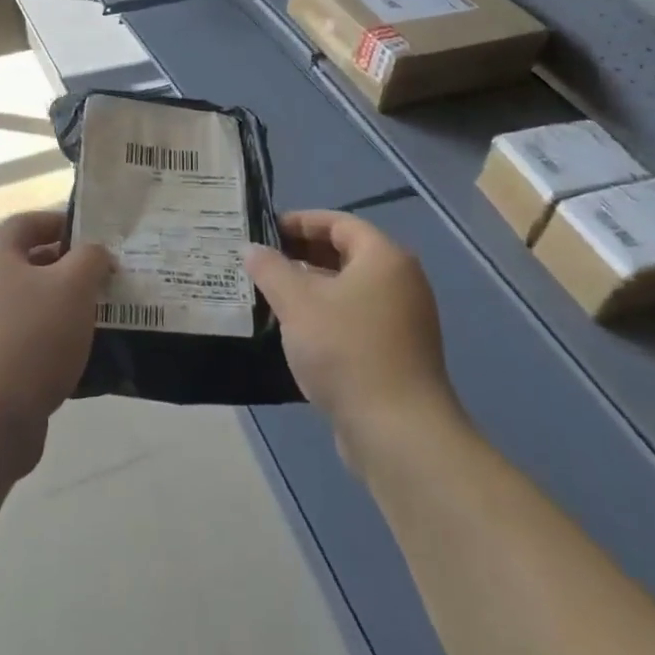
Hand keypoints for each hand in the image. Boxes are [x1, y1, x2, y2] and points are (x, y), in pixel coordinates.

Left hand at [0, 210, 113, 476]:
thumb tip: (94, 252)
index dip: (60, 222)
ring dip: (64, 310)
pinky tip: (83, 362)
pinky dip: (53, 346)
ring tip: (102, 320)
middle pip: (29, 265)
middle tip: (106, 280)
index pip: (27, 222)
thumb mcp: (73, 286)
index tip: (95, 237)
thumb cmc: (30, 338)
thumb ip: (90, 259)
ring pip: (31, 307)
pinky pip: (27, 343)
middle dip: (69, 269)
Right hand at [244, 211, 461, 459]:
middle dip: (301, 254)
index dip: (299, 221)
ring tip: (269, 294)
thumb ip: (271, 269)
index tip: (264, 230)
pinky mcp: (397, 352)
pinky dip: (326, 315)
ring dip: (310, 287)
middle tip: (261, 261)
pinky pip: (355, 318)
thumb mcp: (297, 304)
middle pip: (345, 254)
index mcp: (383, 258)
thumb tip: (252, 249)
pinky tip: (294, 331)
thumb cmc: (346, 351)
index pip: (338, 222)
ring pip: (348, 289)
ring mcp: (403, 319)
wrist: (398, 432)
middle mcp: (400, 282)